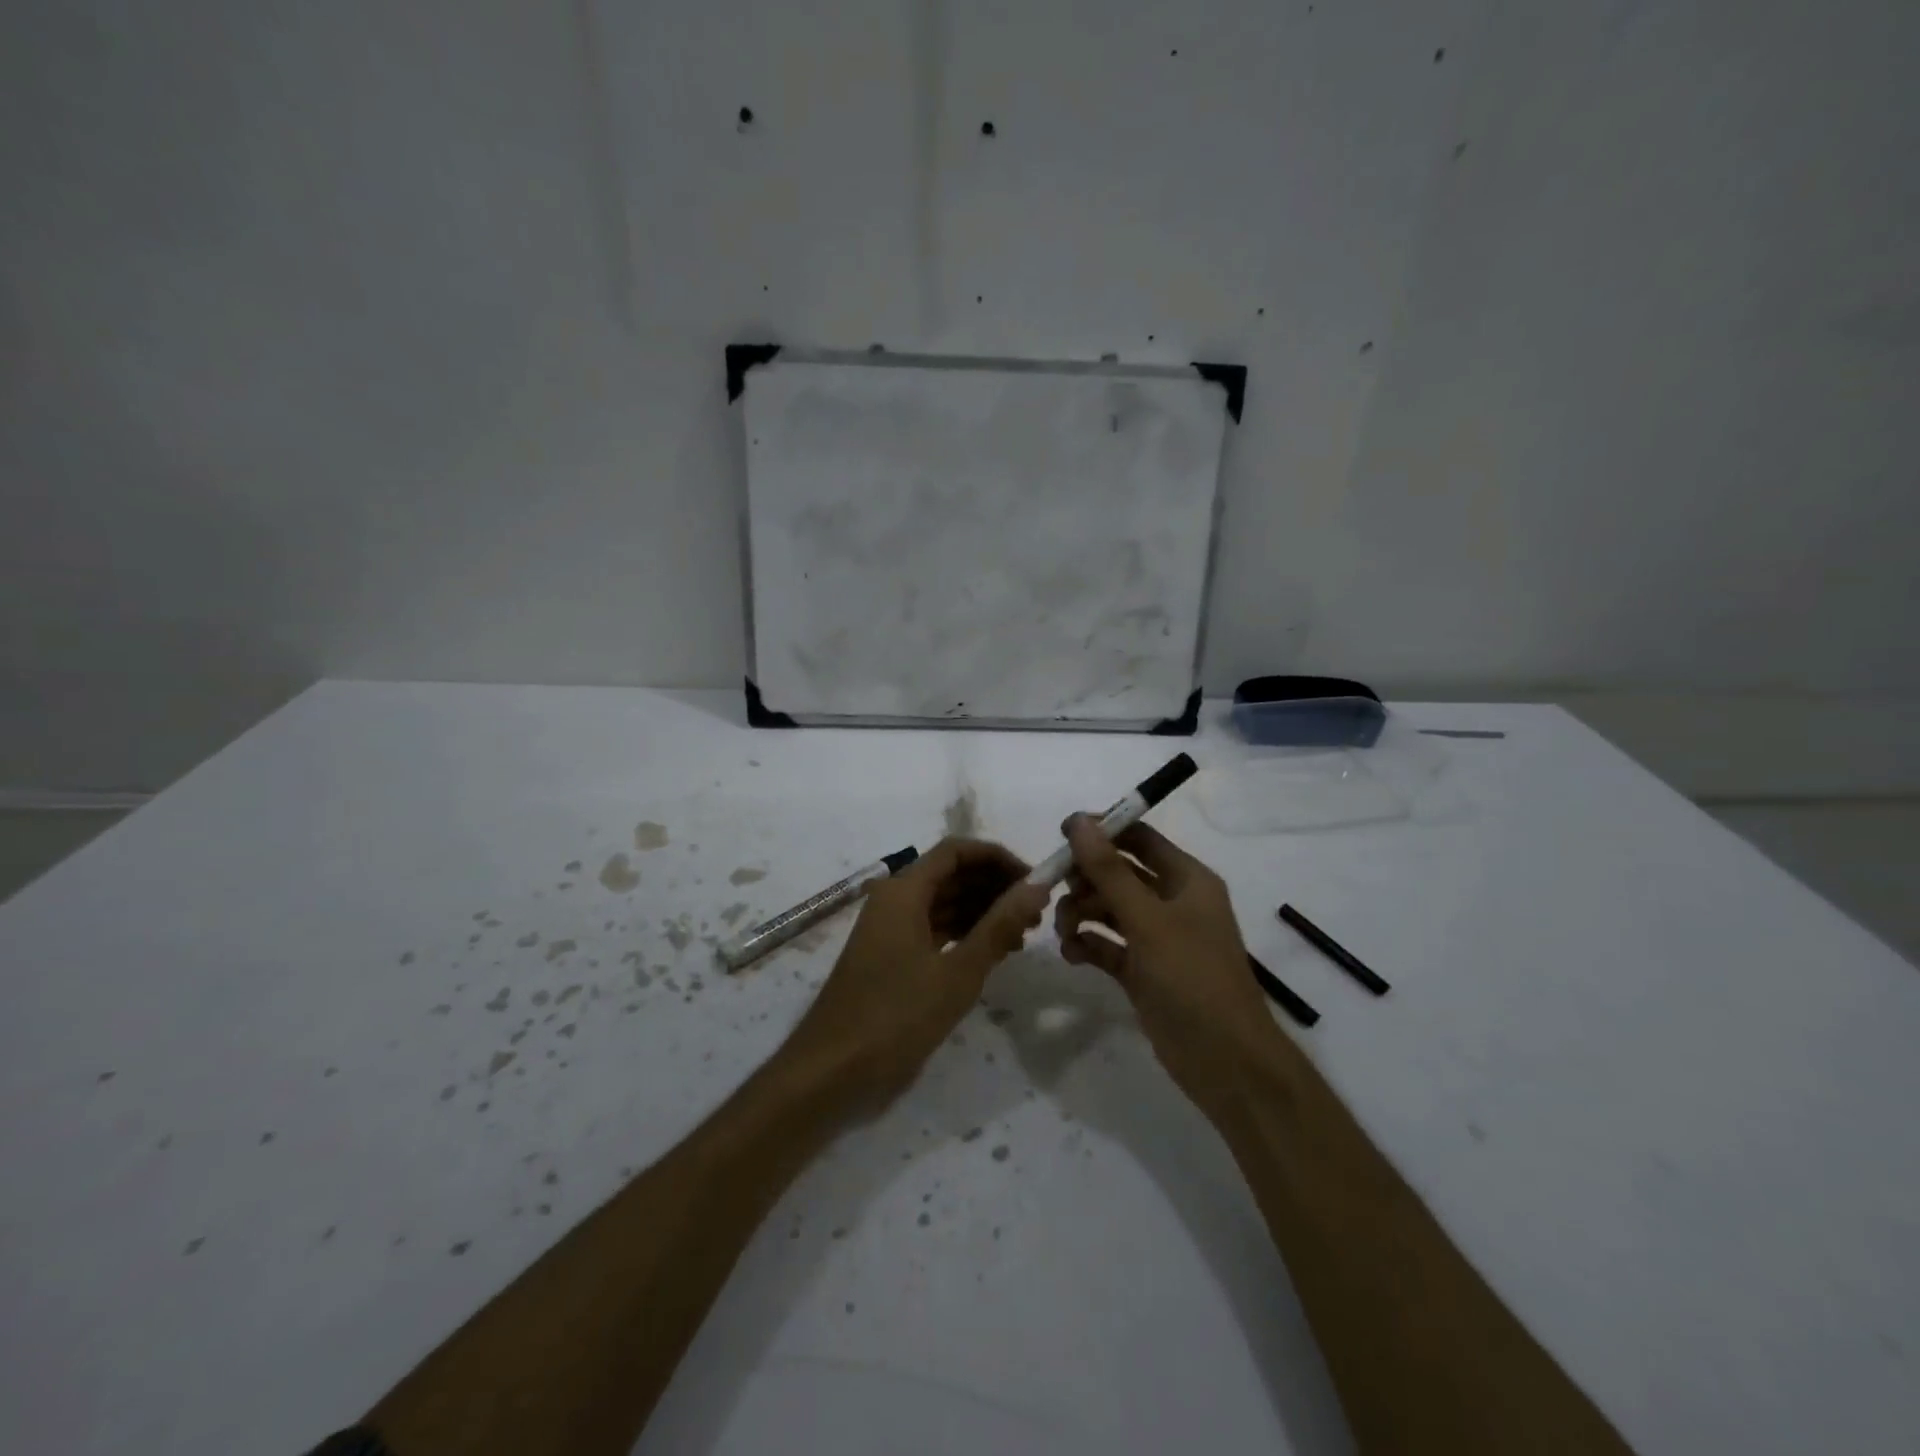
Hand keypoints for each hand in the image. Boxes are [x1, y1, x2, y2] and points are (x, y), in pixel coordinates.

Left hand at [785, 838, 1052, 1107]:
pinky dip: (965, 936)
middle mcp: (895, 901)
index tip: (1033, 880)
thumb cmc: (895, 1016)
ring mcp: (892, 931)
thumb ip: (999, 925)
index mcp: (903, 891)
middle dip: (994, 887)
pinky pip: (935, 931)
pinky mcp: (893, 959)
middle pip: (951, 875)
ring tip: (1022, 938)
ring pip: (944, 904)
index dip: (997, 858)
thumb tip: (1037, 886)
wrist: (832, 1073)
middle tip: (1035, 915)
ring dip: (983, 913)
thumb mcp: (957, 972)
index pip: (956, 851)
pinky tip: (995, 955)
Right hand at [1054, 815, 1284, 1118]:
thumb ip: (1110, 871)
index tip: (1060, 835)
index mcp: (1187, 879)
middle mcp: (1172, 902)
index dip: (1102, 831)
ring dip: (1081, 912)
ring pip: (1108, 908)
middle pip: (1118, 872)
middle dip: (1085, 878)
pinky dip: (1087, 944)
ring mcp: (1157, 938)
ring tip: (1064, 930)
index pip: (1139, 837)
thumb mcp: (1148, 920)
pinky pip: (1107, 945)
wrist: (1225, 1063)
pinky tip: (1071, 954)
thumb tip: (1079, 821)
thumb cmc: (1192, 978)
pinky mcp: (1142, 970)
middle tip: (1056, 889)